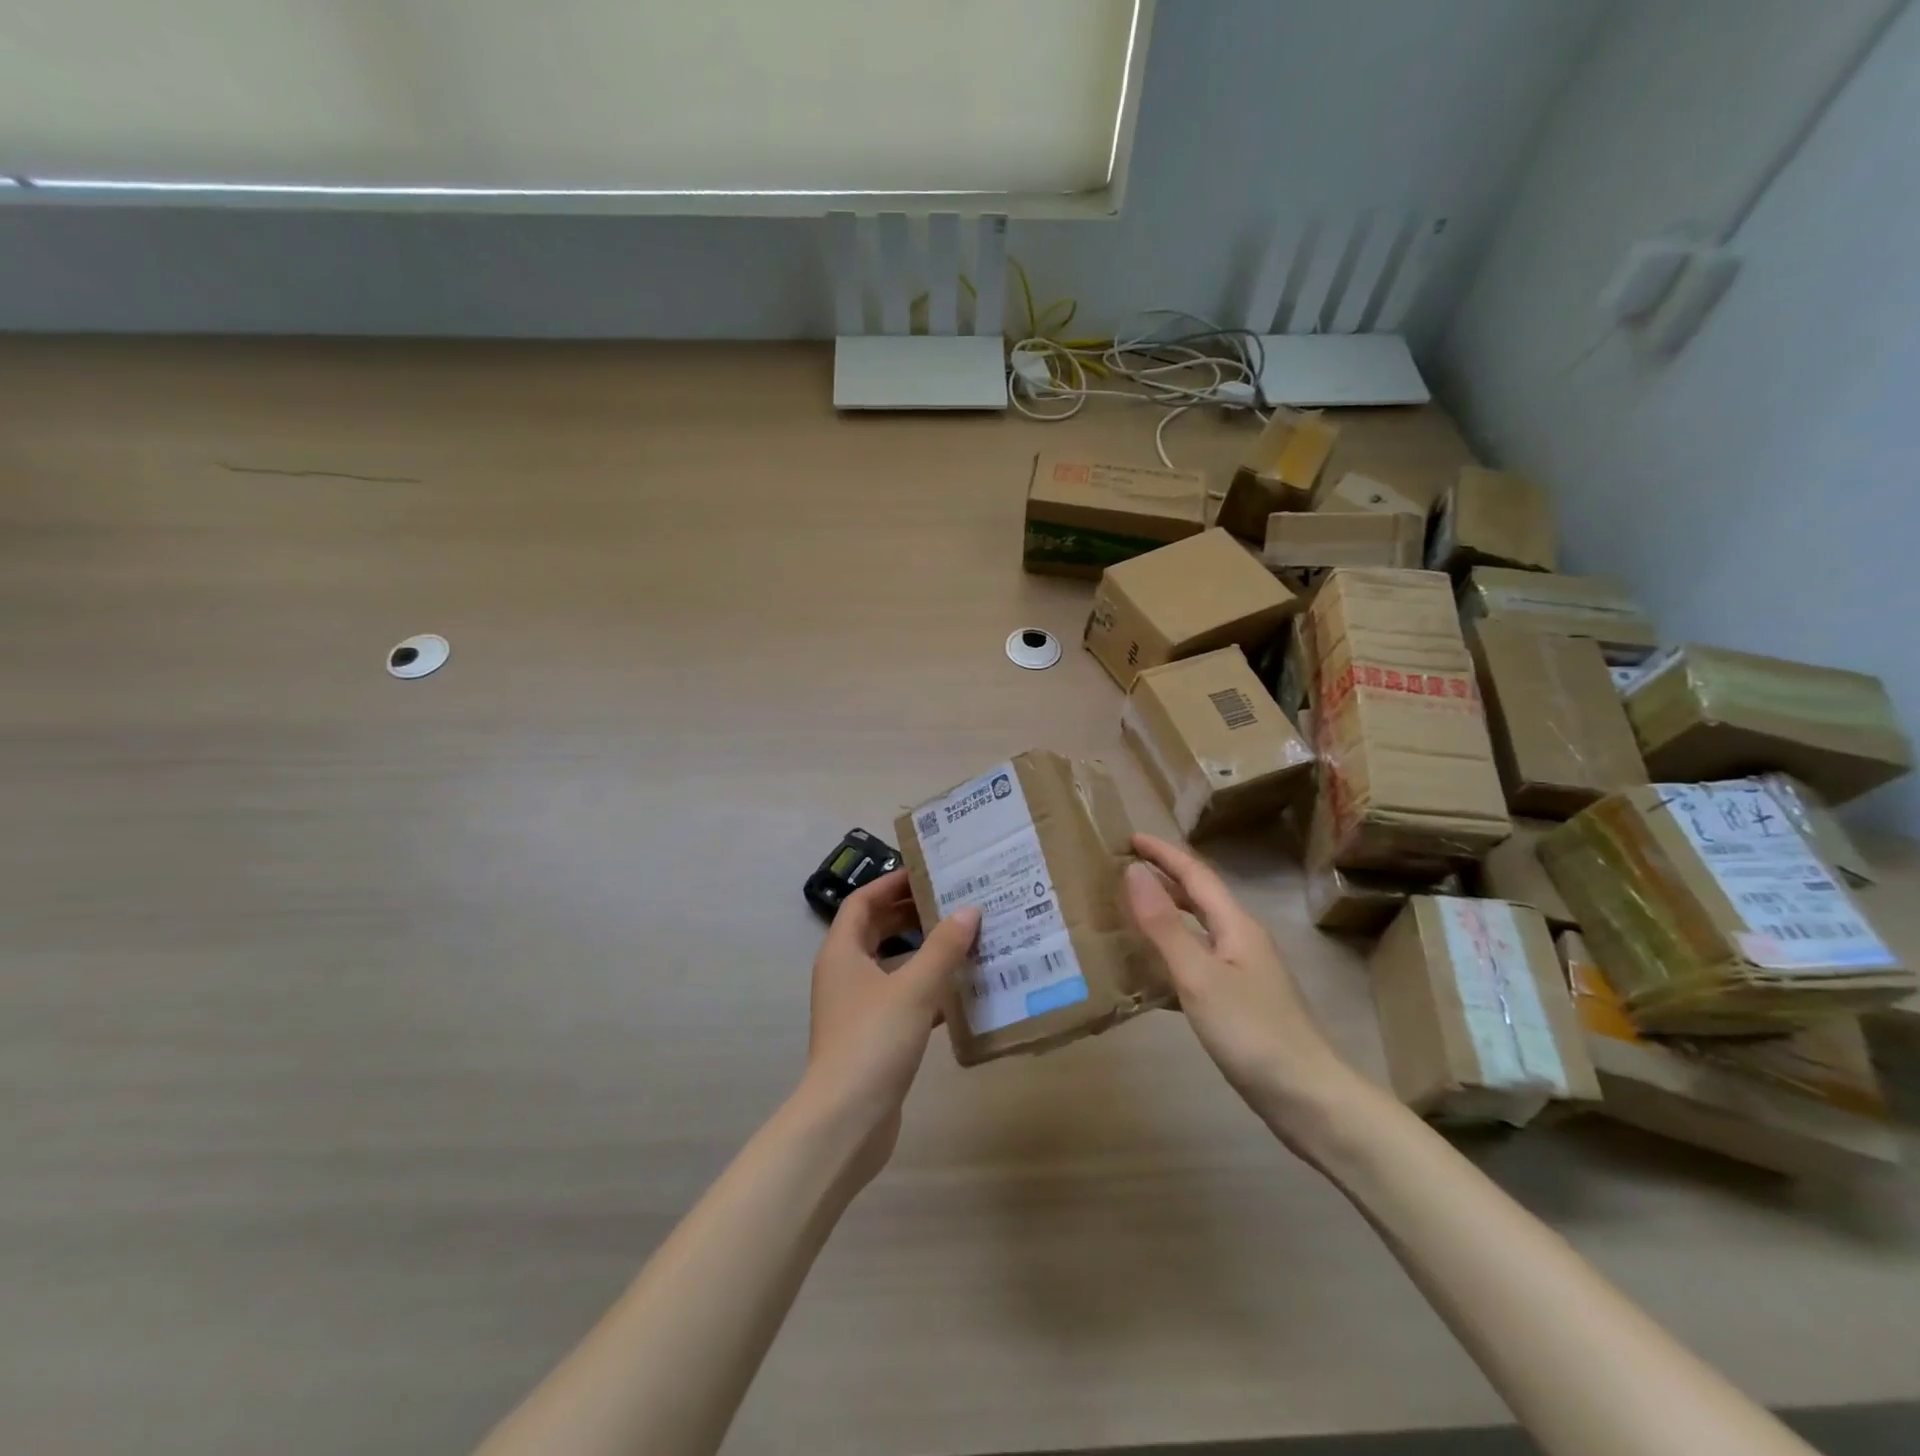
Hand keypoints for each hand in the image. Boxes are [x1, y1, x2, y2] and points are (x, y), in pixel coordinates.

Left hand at [803, 869, 979, 1182]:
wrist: (846, 1122)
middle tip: (952, 901)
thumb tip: (969, 910)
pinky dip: (927, 990)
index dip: (891, 883)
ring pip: (892, 966)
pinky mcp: (873, 1037)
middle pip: (876, 930)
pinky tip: (961, 992)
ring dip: (923, 952)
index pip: (862, 902)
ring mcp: (857, 1008)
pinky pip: (902, 999)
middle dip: (910, 914)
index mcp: (842, 952)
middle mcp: (845, 974)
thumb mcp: (914, 988)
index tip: (927, 872)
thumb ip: (943, 948)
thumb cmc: (873, 1041)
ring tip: (964, 939)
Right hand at [1123, 834, 1359, 1147]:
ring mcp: (1245, 973)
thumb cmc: (1252, 1031)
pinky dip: (1172, 953)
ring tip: (1131, 912)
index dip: (1163, 854)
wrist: (1308, 1099)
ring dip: (1167, 914)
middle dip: (1165, 878)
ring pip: (1200, 929)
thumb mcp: (1199, 975)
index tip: (1130, 838)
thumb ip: (1164, 924)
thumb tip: (1133, 872)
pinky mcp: (1241, 1002)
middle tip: (1125, 870)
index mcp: (1236, 926)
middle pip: (1200, 897)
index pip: (1195, 874)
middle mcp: (1243, 940)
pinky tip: (1152, 971)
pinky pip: (1199, 961)